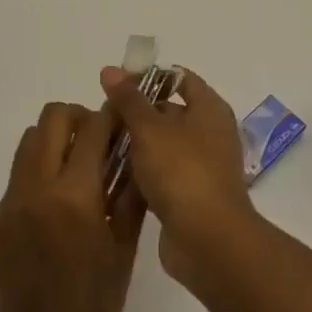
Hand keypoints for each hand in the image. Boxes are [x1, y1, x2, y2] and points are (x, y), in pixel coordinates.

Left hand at [0, 103, 144, 311]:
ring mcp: (10, 202)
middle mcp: (36, 188)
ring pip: (29, 141)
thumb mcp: (124, 247)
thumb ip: (129, 191)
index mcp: (74, 196)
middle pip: (52, 118)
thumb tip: (135, 148)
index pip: (92, 128)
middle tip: (96, 141)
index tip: (122, 118)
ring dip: (54, 141)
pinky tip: (54, 209)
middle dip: (78, 118)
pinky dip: (39, 175)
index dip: (110, 116)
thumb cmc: (97, 305)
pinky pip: (18, 177)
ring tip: (74, 170)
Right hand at [100, 67, 257, 289]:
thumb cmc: (181, 171)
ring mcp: (202, 166)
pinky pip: (162, 174)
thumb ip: (128, 99)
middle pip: (168, 111)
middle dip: (136, 113)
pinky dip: (142, 173)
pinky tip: (113, 175)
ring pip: (162, 145)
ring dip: (136, 146)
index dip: (149, 77)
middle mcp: (210, 132)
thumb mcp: (149, 128)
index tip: (117, 84)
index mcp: (209, 108)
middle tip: (103, 118)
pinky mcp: (191, 196)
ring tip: (102, 145)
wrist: (208, 242)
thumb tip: (110, 69)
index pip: (179, 78)